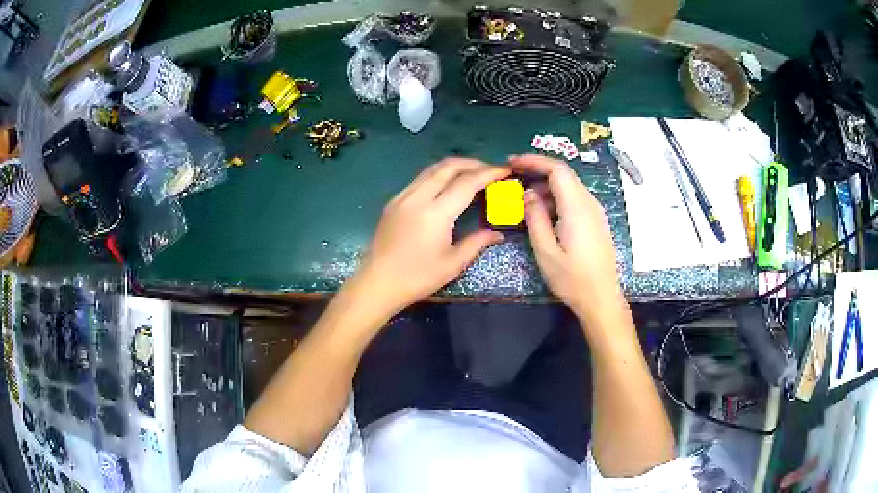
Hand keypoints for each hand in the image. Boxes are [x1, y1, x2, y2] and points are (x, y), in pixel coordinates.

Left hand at [352, 158, 509, 317]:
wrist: (376, 283)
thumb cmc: (417, 278)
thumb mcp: (452, 264)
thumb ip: (477, 243)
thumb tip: (497, 233)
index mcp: (436, 213)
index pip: (467, 182)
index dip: (489, 173)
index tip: (506, 171)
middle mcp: (418, 197)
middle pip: (448, 166)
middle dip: (473, 163)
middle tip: (491, 170)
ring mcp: (403, 196)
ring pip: (432, 169)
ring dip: (455, 166)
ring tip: (472, 174)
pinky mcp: (393, 201)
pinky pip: (420, 179)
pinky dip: (438, 175)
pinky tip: (447, 186)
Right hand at [510, 154, 621, 320]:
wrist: (601, 298)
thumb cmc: (572, 279)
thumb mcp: (546, 252)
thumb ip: (535, 218)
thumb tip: (528, 194)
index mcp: (577, 208)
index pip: (557, 169)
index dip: (534, 160)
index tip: (512, 162)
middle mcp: (589, 203)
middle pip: (564, 174)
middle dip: (538, 170)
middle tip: (514, 177)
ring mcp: (595, 212)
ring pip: (570, 186)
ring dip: (546, 186)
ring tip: (524, 200)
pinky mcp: (596, 221)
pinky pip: (575, 199)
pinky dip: (557, 198)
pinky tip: (544, 213)